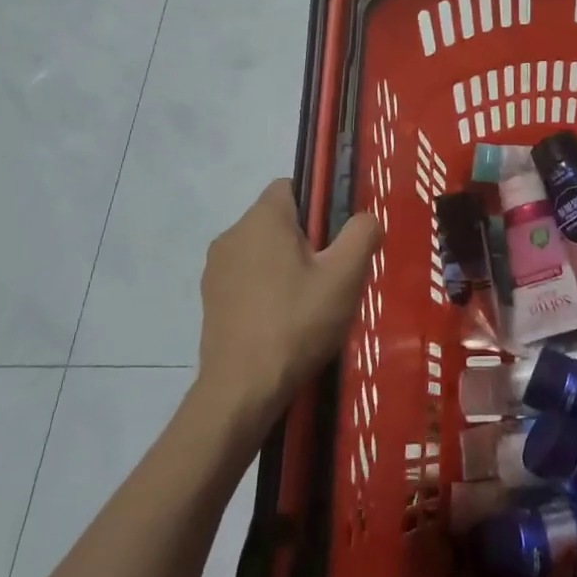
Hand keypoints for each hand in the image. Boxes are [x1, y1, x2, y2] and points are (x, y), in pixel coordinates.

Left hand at [197, 179, 379, 424]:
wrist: (242, 391)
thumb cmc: (297, 322)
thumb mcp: (346, 275)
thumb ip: (362, 233)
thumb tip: (365, 219)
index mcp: (262, 218)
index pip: (292, 185)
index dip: (319, 203)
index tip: (336, 236)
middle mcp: (232, 234)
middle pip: (278, 220)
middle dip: (306, 238)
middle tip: (332, 274)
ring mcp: (216, 270)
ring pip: (262, 250)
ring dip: (286, 266)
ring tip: (311, 302)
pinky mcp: (210, 301)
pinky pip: (247, 278)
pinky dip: (267, 289)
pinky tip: (285, 321)